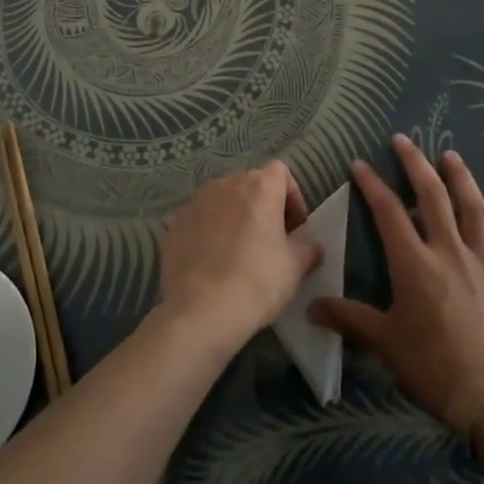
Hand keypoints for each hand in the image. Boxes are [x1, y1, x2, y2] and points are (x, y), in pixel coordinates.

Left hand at [158, 161, 323, 353]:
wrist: (199, 311)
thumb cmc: (256, 282)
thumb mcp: (295, 267)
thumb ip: (308, 247)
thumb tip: (309, 244)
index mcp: (259, 186)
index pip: (281, 172)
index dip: (292, 197)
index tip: (295, 228)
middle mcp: (226, 184)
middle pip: (251, 184)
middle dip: (264, 207)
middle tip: (271, 241)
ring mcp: (196, 201)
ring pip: (224, 200)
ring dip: (235, 217)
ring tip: (239, 252)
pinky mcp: (174, 223)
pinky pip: (200, 219)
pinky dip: (210, 231)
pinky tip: (213, 262)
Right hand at [311, 135, 483, 438]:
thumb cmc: (432, 368)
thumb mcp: (384, 343)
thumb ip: (349, 319)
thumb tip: (310, 307)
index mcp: (414, 263)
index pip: (387, 212)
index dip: (371, 184)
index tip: (359, 164)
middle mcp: (448, 252)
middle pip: (432, 196)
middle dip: (415, 164)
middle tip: (403, 140)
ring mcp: (482, 263)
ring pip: (472, 208)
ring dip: (460, 178)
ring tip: (450, 156)